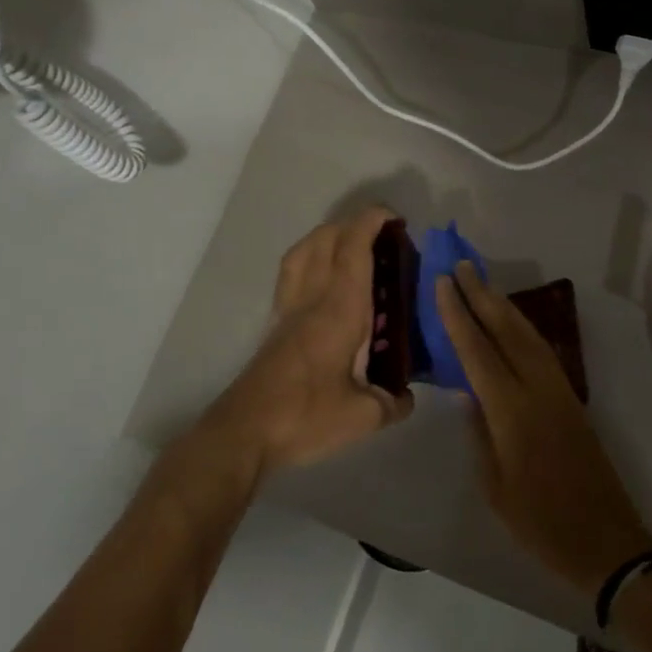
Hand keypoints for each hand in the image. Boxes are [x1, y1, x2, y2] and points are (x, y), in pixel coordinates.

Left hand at [203, 208, 412, 480]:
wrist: (245, 432)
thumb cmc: (306, 416)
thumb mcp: (364, 417)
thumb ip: (393, 402)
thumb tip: (406, 396)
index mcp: (340, 309)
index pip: (354, 248)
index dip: (373, 222)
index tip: (396, 219)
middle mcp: (312, 298)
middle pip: (326, 238)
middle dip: (355, 224)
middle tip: (384, 237)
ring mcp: (289, 308)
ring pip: (303, 250)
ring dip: (329, 235)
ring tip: (353, 247)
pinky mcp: (275, 323)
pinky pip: (292, 272)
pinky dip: (310, 258)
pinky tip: (324, 280)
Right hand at [436, 261, 651, 592]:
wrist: (605, 538)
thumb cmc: (541, 522)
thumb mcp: (495, 485)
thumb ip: (480, 434)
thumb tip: (468, 393)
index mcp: (513, 412)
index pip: (478, 352)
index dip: (458, 316)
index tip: (443, 284)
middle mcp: (538, 390)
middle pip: (507, 331)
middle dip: (482, 296)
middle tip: (461, 266)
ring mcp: (559, 390)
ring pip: (528, 335)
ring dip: (503, 306)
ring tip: (481, 283)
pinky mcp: (571, 397)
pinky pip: (541, 350)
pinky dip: (521, 327)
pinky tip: (510, 322)